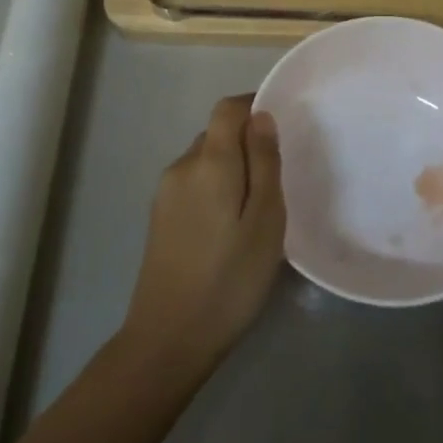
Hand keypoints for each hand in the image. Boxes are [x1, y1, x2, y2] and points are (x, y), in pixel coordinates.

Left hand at [121, 95, 286, 372]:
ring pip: (205, 160)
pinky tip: (230, 226)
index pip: (227, 108)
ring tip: (258, 206)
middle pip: (216, 133)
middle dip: (246, 142)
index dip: (254, 105)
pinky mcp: (159, 216)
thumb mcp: (266, 221)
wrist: (169, 337)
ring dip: (231, 168)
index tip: (283, 124)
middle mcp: (181, 166)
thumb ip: (264, 163)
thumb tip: (260, 117)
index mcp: (209, 161)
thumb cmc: (230, 279)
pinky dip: (216, 188)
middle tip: (278, 176)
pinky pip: (194, 183)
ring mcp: (165, 192)